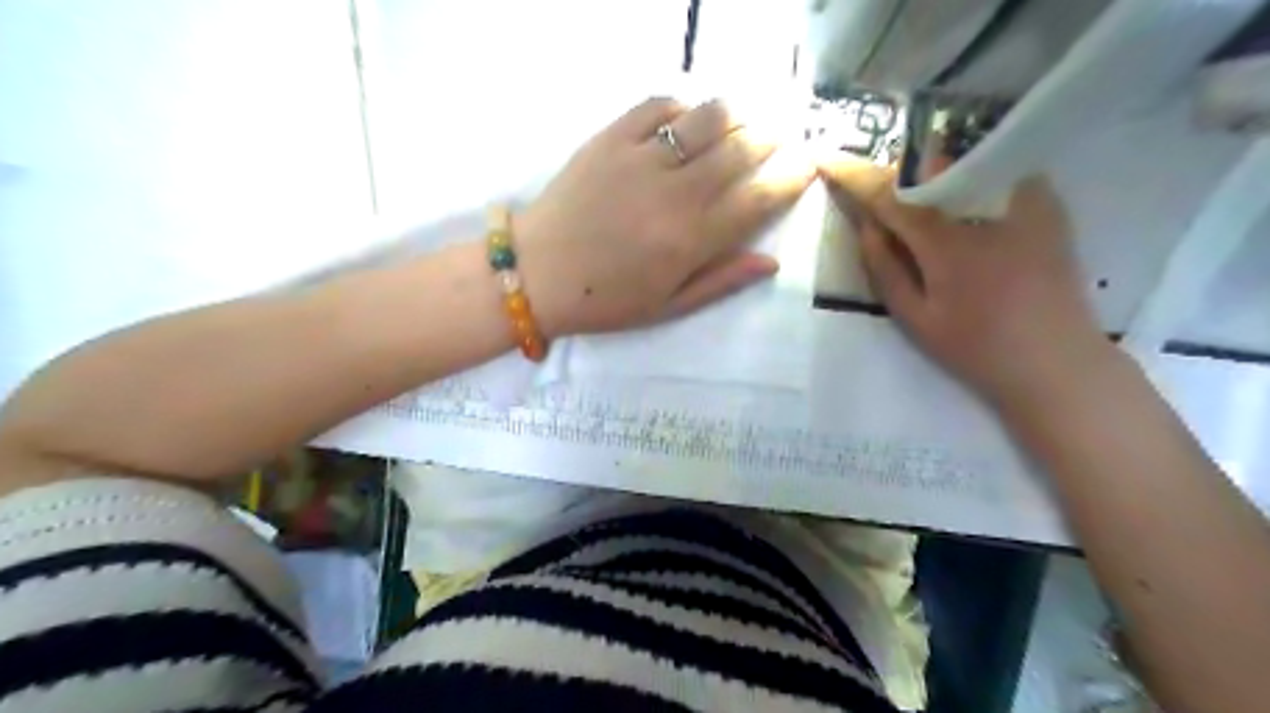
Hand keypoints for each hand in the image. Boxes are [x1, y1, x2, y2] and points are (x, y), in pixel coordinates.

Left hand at [516, 97, 813, 338]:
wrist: (537, 274)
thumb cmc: (605, 300)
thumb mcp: (667, 307)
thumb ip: (721, 282)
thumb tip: (771, 261)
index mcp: (690, 241)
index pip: (758, 200)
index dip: (791, 179)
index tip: (807, 167)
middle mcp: (674, 194)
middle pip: (741, 151)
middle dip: (772, 138)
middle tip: (782, 134)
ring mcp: (640, 160)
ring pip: (707, 119)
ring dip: (737, 114)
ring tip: (746, 119)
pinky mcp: (609, 139)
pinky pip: (657, 106)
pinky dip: (682, 106)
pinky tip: (688, 118)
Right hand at [825, 158, 1112, 404]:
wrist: (1057, 363)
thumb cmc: (977, 349)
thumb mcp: (917, 320)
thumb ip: (886, 271)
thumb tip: (867, 227)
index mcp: (947, 244)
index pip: (892, 197)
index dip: (857, 177)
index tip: (828, 158)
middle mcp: (986, 212)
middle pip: (930, 173)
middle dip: (898, 176)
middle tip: (880, 190)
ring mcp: (1025, 205)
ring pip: (966, 169)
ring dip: (935, 176)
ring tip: (921, 196)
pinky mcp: (1050, 210)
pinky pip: (1002, 176)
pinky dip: (975, 180)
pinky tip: (969, 205)